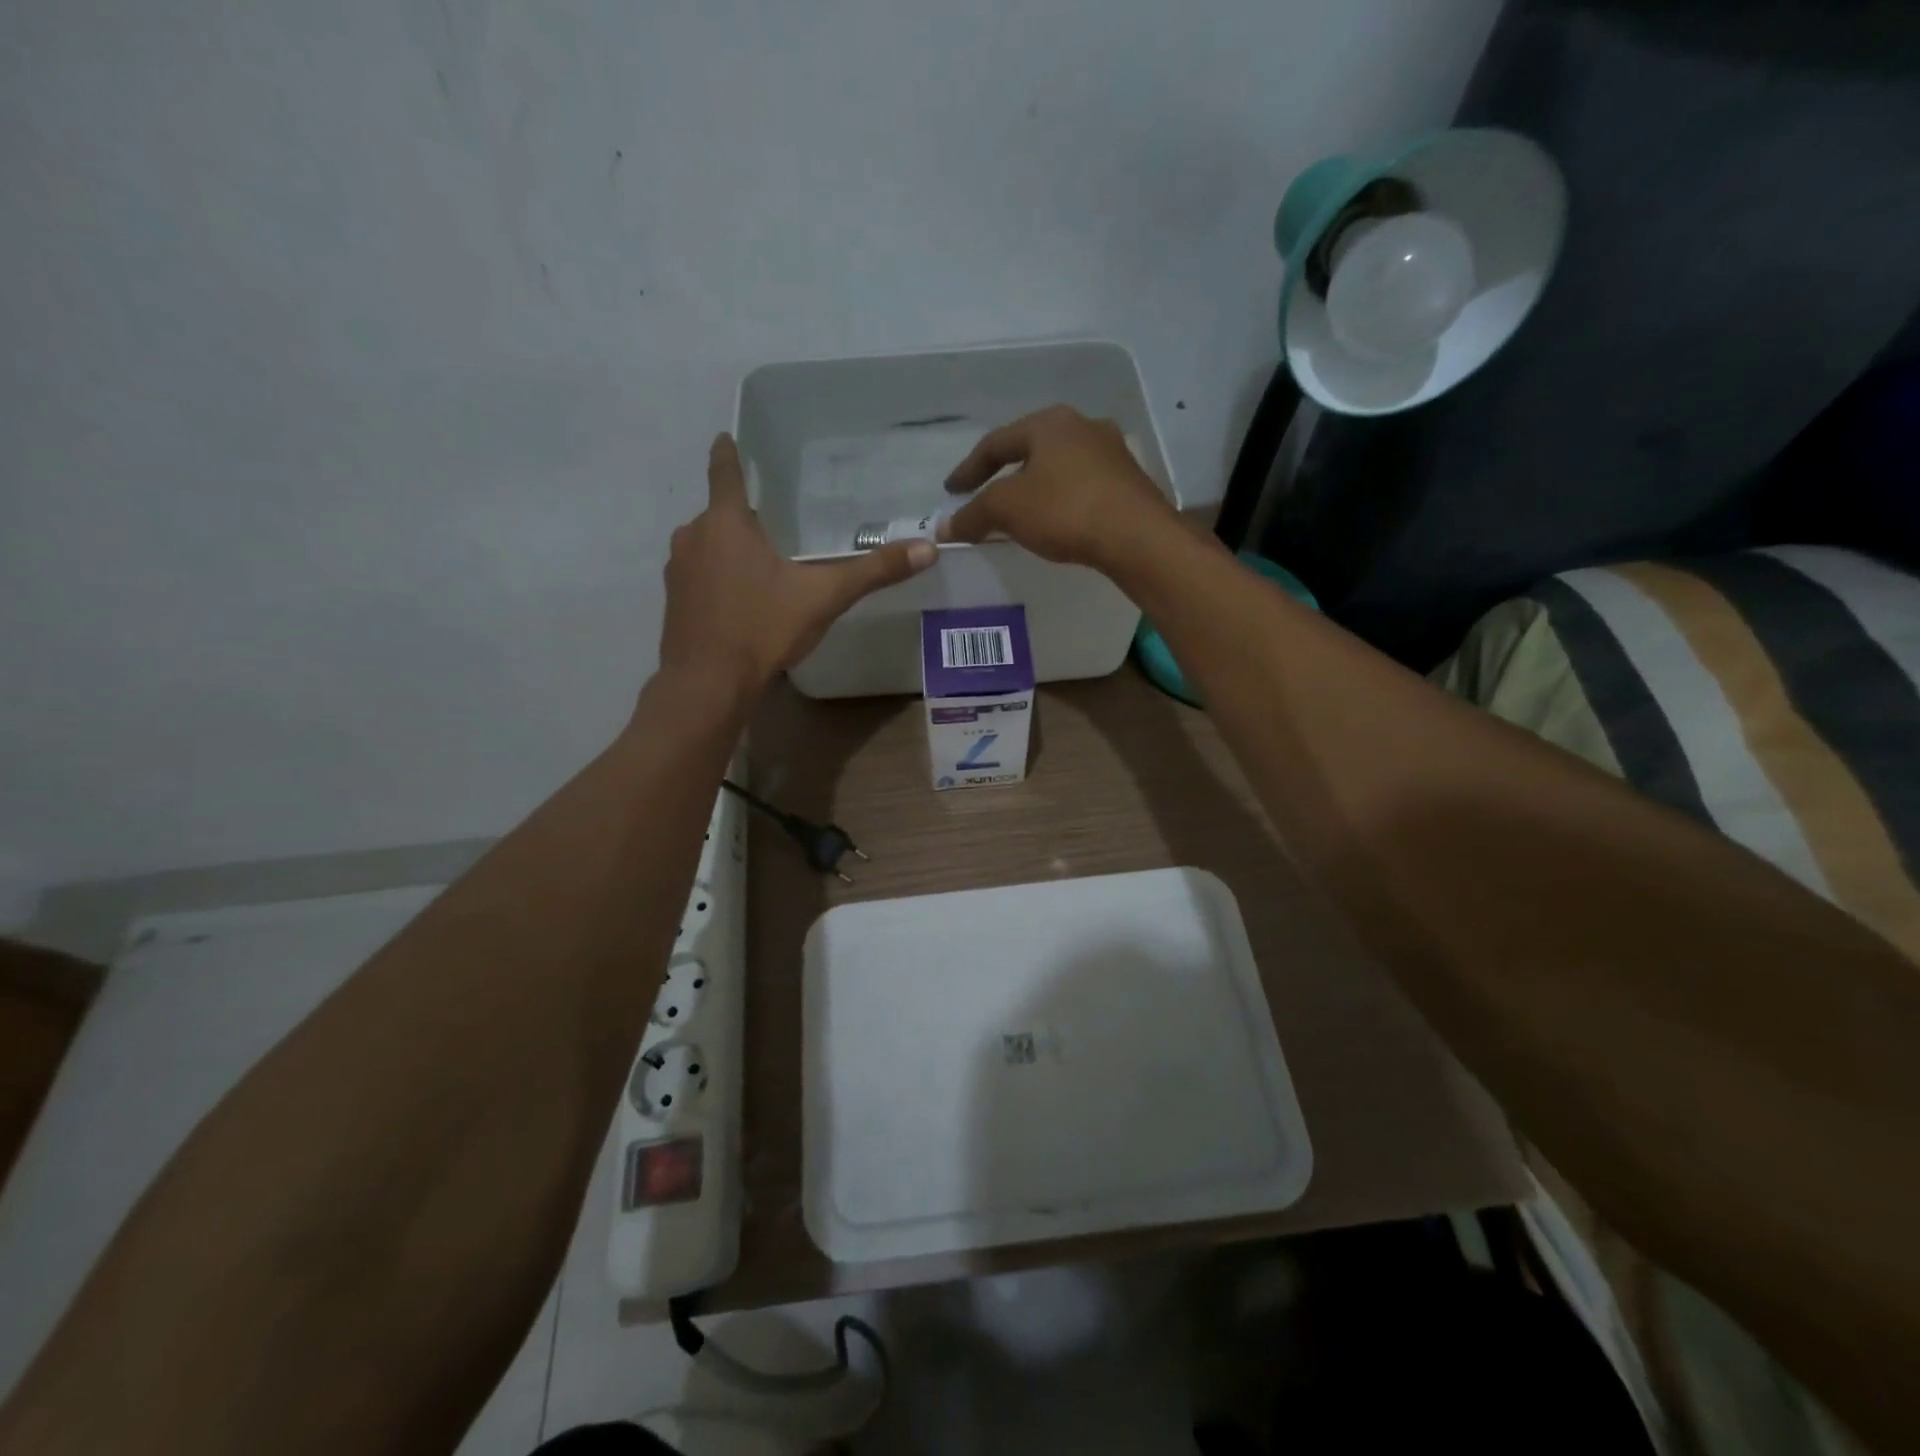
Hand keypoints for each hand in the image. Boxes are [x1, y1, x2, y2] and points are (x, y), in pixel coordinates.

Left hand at [659, 435, 934, 697]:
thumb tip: (928, 549)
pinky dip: (717, 578)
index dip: (728, 454)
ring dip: (729, 550)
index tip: (726, 438)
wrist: (708, 683)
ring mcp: (678, 570)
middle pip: (720, 514)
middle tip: (774, 524)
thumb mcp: (824, 597)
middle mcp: (694, 536)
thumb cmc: (763, 628)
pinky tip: (740, 602)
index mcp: (726, 523)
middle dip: (744, 518)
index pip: (725, 473)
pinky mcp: (673, 601)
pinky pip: (698, 575)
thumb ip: (874, 572)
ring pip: (707, 545)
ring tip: (761, 567)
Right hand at [939, 405, 1178, 571]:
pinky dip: (1061, 500)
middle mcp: (1082, 426)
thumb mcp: (1007, 510)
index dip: (968, 469)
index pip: (996, 443)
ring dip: (1035, 487)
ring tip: (1021, 512)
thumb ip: (973, 514)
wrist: (1136, 536)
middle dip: (1004, 475)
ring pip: (1059, 467)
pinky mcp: (1129, 482)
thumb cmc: (1065, 510)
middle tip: (985, 497)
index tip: (952, 492)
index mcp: (1049, 423)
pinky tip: (1056, 521)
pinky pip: (1082, 486)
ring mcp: (1111, 452)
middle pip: (1031, 450)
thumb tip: (944, 527)